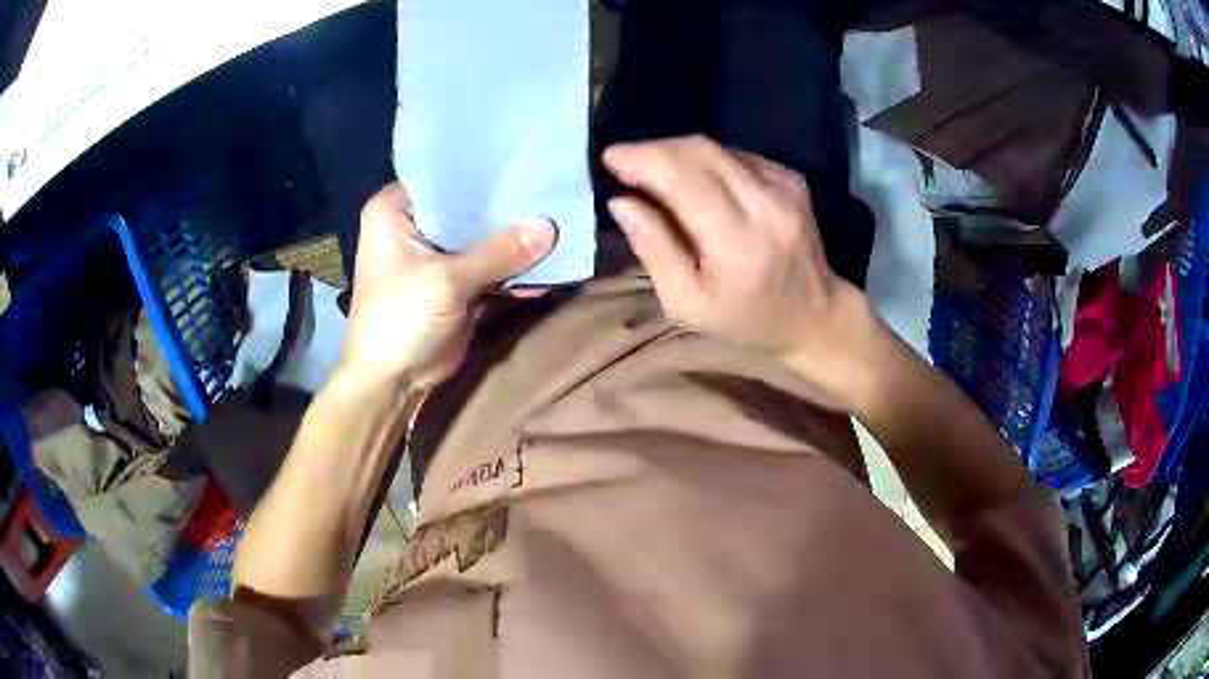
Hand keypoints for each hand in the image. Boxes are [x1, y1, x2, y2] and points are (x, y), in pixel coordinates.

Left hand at [341, 183, 555, 388]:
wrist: (391, 381)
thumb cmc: (400, 318)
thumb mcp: (448, 281)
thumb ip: (499, 251)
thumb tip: (551, 226)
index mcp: (396, 209)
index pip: (446, 177)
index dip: (485, 172)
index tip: (528, 161)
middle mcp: (414, 223)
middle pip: (467, 206)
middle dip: (506, 206)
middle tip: (551, 187)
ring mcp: (435, 253)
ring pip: (481, 236)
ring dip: (513, 238)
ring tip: (560, 219)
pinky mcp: (453, 281)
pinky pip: (488, 264)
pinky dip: (511, 266)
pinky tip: (548, 259)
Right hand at [603, 136, 867, 365]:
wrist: (815, 315)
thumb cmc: (745, 320)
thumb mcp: (687, 304)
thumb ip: (654, 250)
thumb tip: (621, 202)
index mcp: (737, 243)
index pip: (683, 177)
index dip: (642, 159)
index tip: (610, 159)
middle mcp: (765, 205)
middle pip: (699, 151)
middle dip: (654, 149)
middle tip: (626, 164)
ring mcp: (784, 186)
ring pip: (717, 148)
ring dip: (678, 153)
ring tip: (655, 173)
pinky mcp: (792, 178)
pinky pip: (736, 155)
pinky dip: (707, 162)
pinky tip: (698, 182)